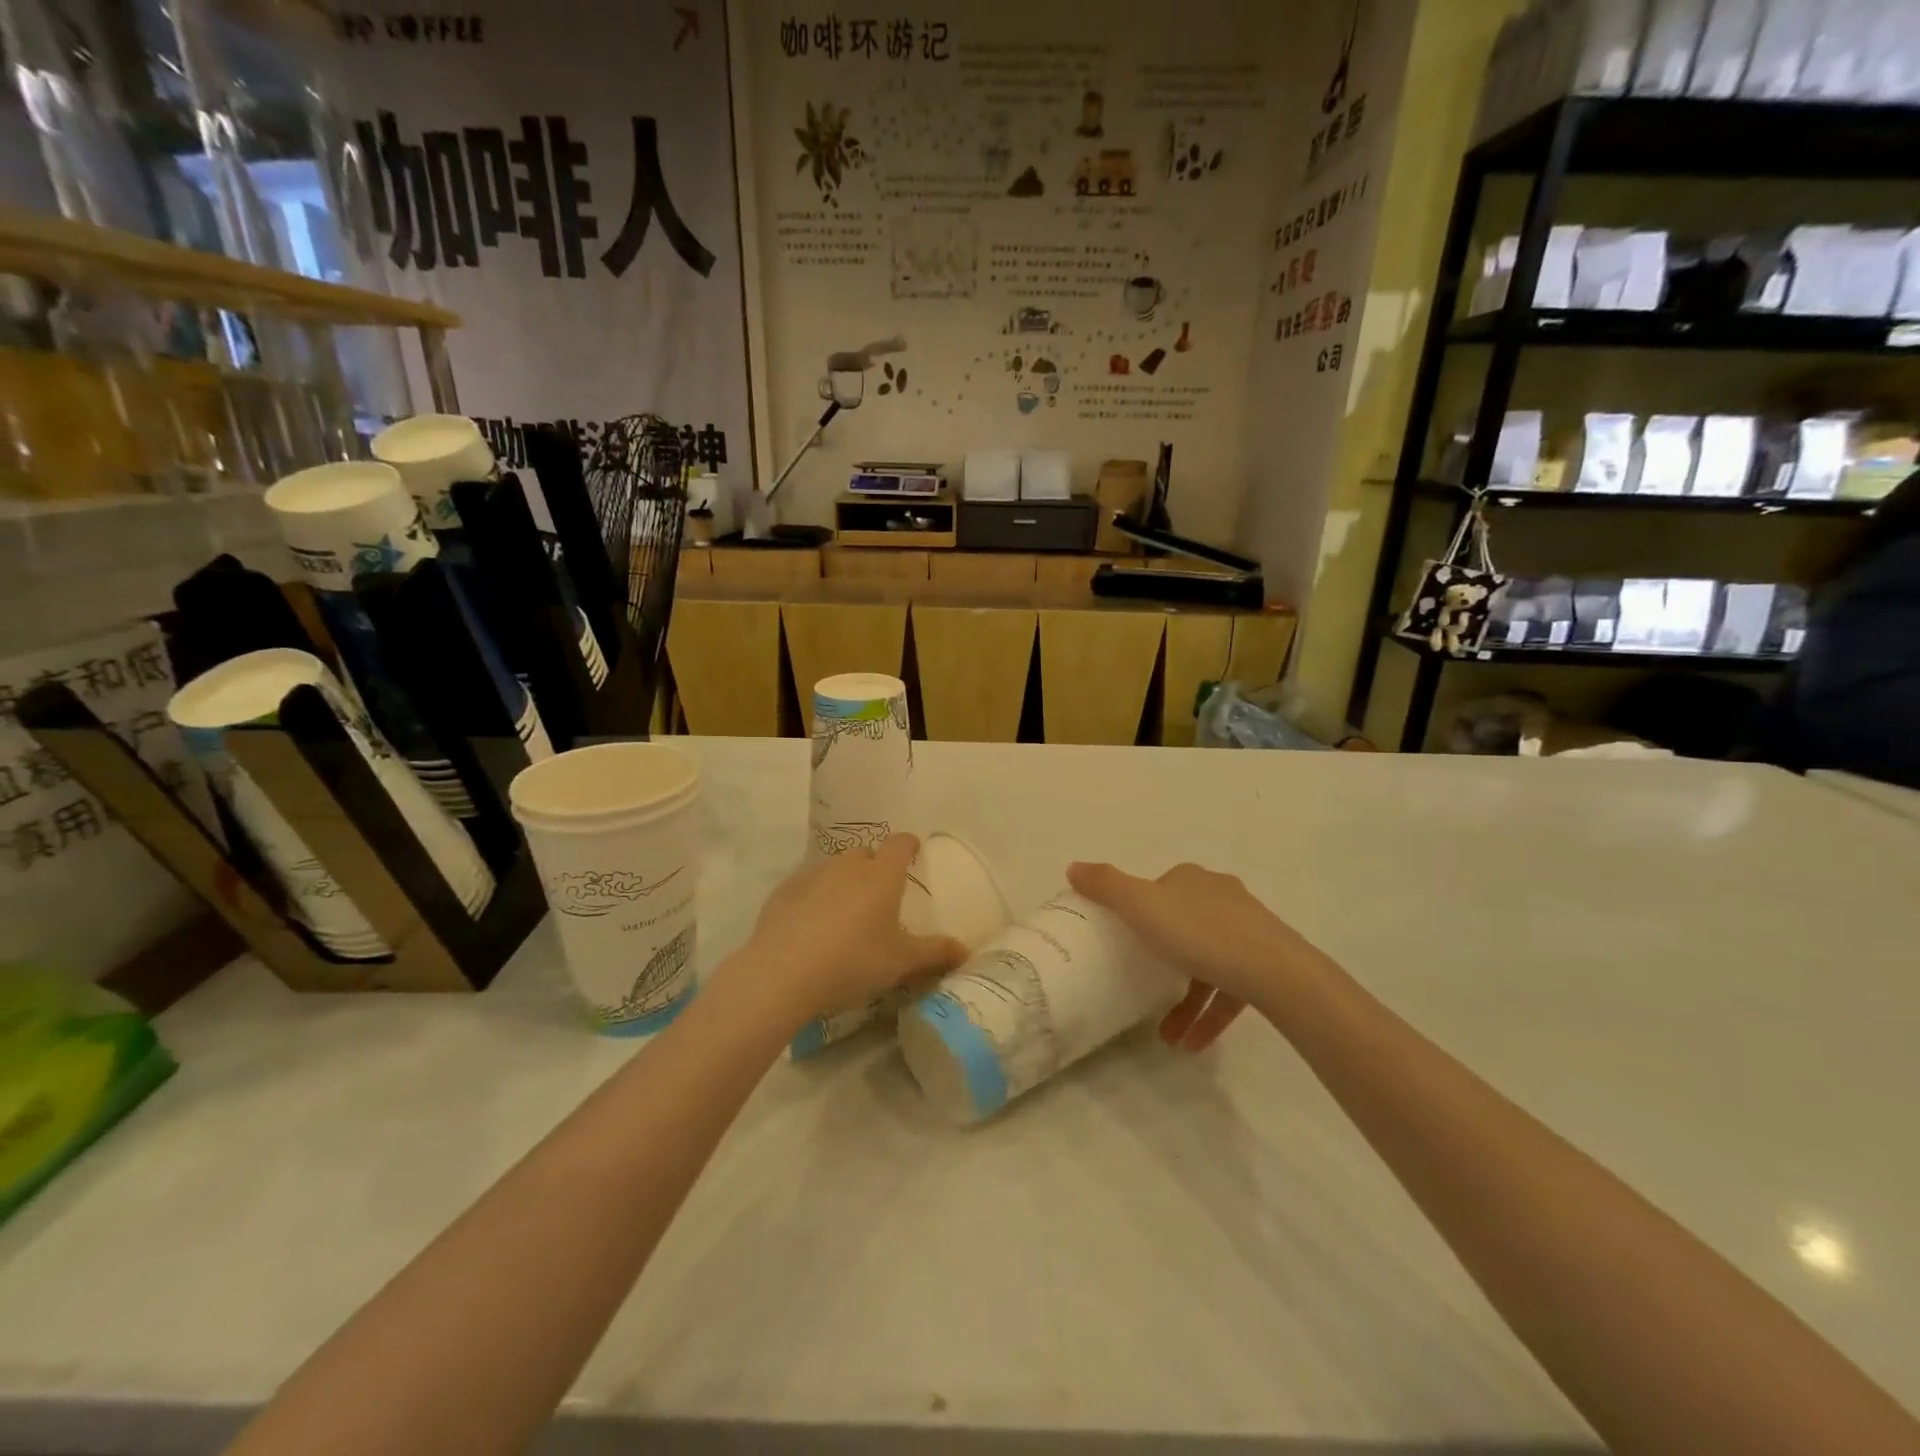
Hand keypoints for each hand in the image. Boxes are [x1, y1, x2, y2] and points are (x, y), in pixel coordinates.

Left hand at [739, 835, 967, 1025]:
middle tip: (880, 893)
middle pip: (866, 853)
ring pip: (835, 868)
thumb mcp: (901, 962)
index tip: (913, 850)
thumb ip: (935, 953)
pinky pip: (807, 886)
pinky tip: (812, 925)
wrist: (783, 973)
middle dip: (875, 865)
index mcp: (881, 876)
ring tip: (846, 911)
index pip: (899, 844)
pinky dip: (814, 897)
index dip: (908, 844)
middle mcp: (848, 866)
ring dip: (844, 881)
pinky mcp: (784, 892)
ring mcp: (812, 876)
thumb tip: (965, 951)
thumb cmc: (853, 961)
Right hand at [1067, 861, 1329, 1050]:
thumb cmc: (1201, 933)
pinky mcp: (1266, 965)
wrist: (1277, 973)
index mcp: (1192, 880)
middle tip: (1141, 988)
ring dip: (1185, 1000)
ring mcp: (1248, 931)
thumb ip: (1106, 886)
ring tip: (1167, 1036)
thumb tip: (1073, 866)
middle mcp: (1221, 898)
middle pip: (1183, 925)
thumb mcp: (1142, 905)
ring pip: (1206, 963)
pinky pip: (1229, 989)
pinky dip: (1210, 1014)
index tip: (1126, 939)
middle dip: (1162, 960)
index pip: (1161, 889)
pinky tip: (1193, 1043)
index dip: (1141, 910)